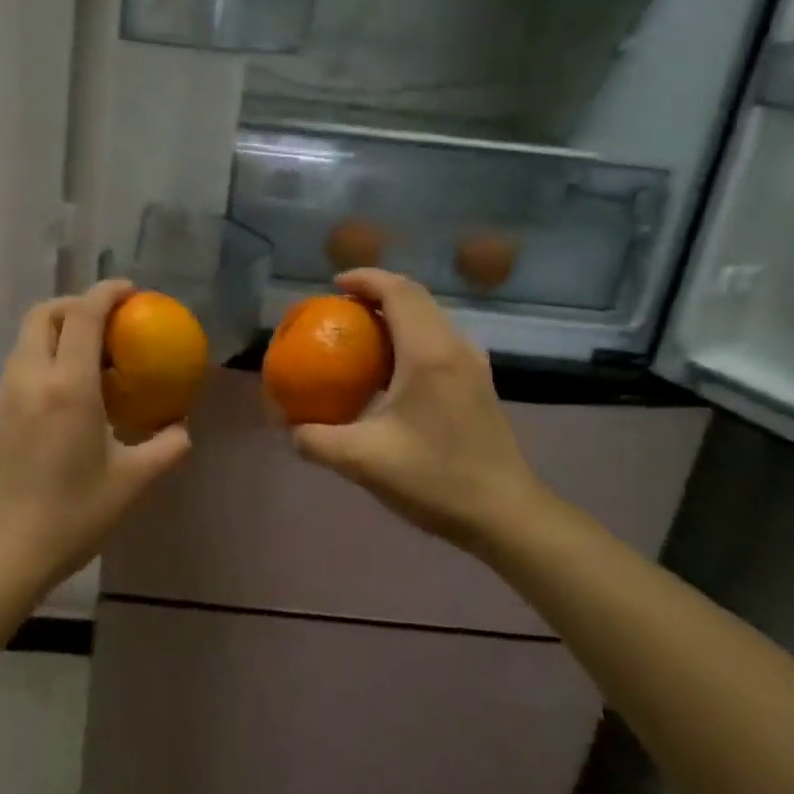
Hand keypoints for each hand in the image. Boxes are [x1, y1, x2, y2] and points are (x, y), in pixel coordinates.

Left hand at [0, 280, 192, 591]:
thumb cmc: (71, 516)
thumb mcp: (131, 483)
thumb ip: (165, 449)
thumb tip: (181, 430)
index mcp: (67, 386)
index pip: (83, 315)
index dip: (106, 293)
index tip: (130, 291)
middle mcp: (30, 378)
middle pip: (44, 314)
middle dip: (75, 304)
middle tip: (107, 322)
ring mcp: (4, 395)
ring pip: (26, 339)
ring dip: (57, 330)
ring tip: (89, 357)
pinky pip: (19, 365)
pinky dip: (43, 356)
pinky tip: (65, 393)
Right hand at [290, 269, 546, 553]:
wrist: (505, 515)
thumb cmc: (436, 480)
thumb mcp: (362, 461)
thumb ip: (316, 440)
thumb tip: (288, 427)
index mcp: (429, 354)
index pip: (398, 292)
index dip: (365, 279)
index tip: (333, 285)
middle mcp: (455, 348)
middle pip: (416, 298)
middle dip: (376, 293)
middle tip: (340, 308)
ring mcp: (472, 365)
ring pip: (430, 318)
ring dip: (394, 315)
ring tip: (360, 334)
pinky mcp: (478, 384)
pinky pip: (439, 341)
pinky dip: (409, 338)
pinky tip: (389, 371)